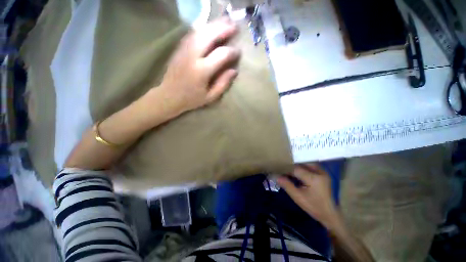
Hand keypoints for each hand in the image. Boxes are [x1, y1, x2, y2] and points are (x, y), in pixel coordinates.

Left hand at [159, 17, 240, 115]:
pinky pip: (192, 34)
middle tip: (235, 26)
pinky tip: (210, 27)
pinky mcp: (179, 48)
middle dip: (223, 29)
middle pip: (209, 35)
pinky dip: (203, 28)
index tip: (238, 52)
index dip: (232, 52)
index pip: (221, 55)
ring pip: (200, 31)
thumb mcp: (210, 97)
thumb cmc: (191, 99)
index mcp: (202, 71)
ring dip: (214, 24)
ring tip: (225, 21)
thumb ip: (223, 84)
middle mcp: (192, 56)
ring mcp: (184, 50)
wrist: (168, 96)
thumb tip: (234, 71)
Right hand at [277, 164, 339, 229]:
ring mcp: (323, 173)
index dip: (286, 169)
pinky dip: (303, 168)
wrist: (330, 214)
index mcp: (313, 178)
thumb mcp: (298, 197)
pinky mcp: (323, 174)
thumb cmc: (313, 206)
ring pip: (306, 164)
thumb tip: (276, 176)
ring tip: (290, 170)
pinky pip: (311, 167)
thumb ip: (287, 185)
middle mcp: (320, 172)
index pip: (296, 169)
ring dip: (298, 166)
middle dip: (292, 166)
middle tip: (284, 169)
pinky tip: (298, 173)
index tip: (279, 171)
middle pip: (302, 164)